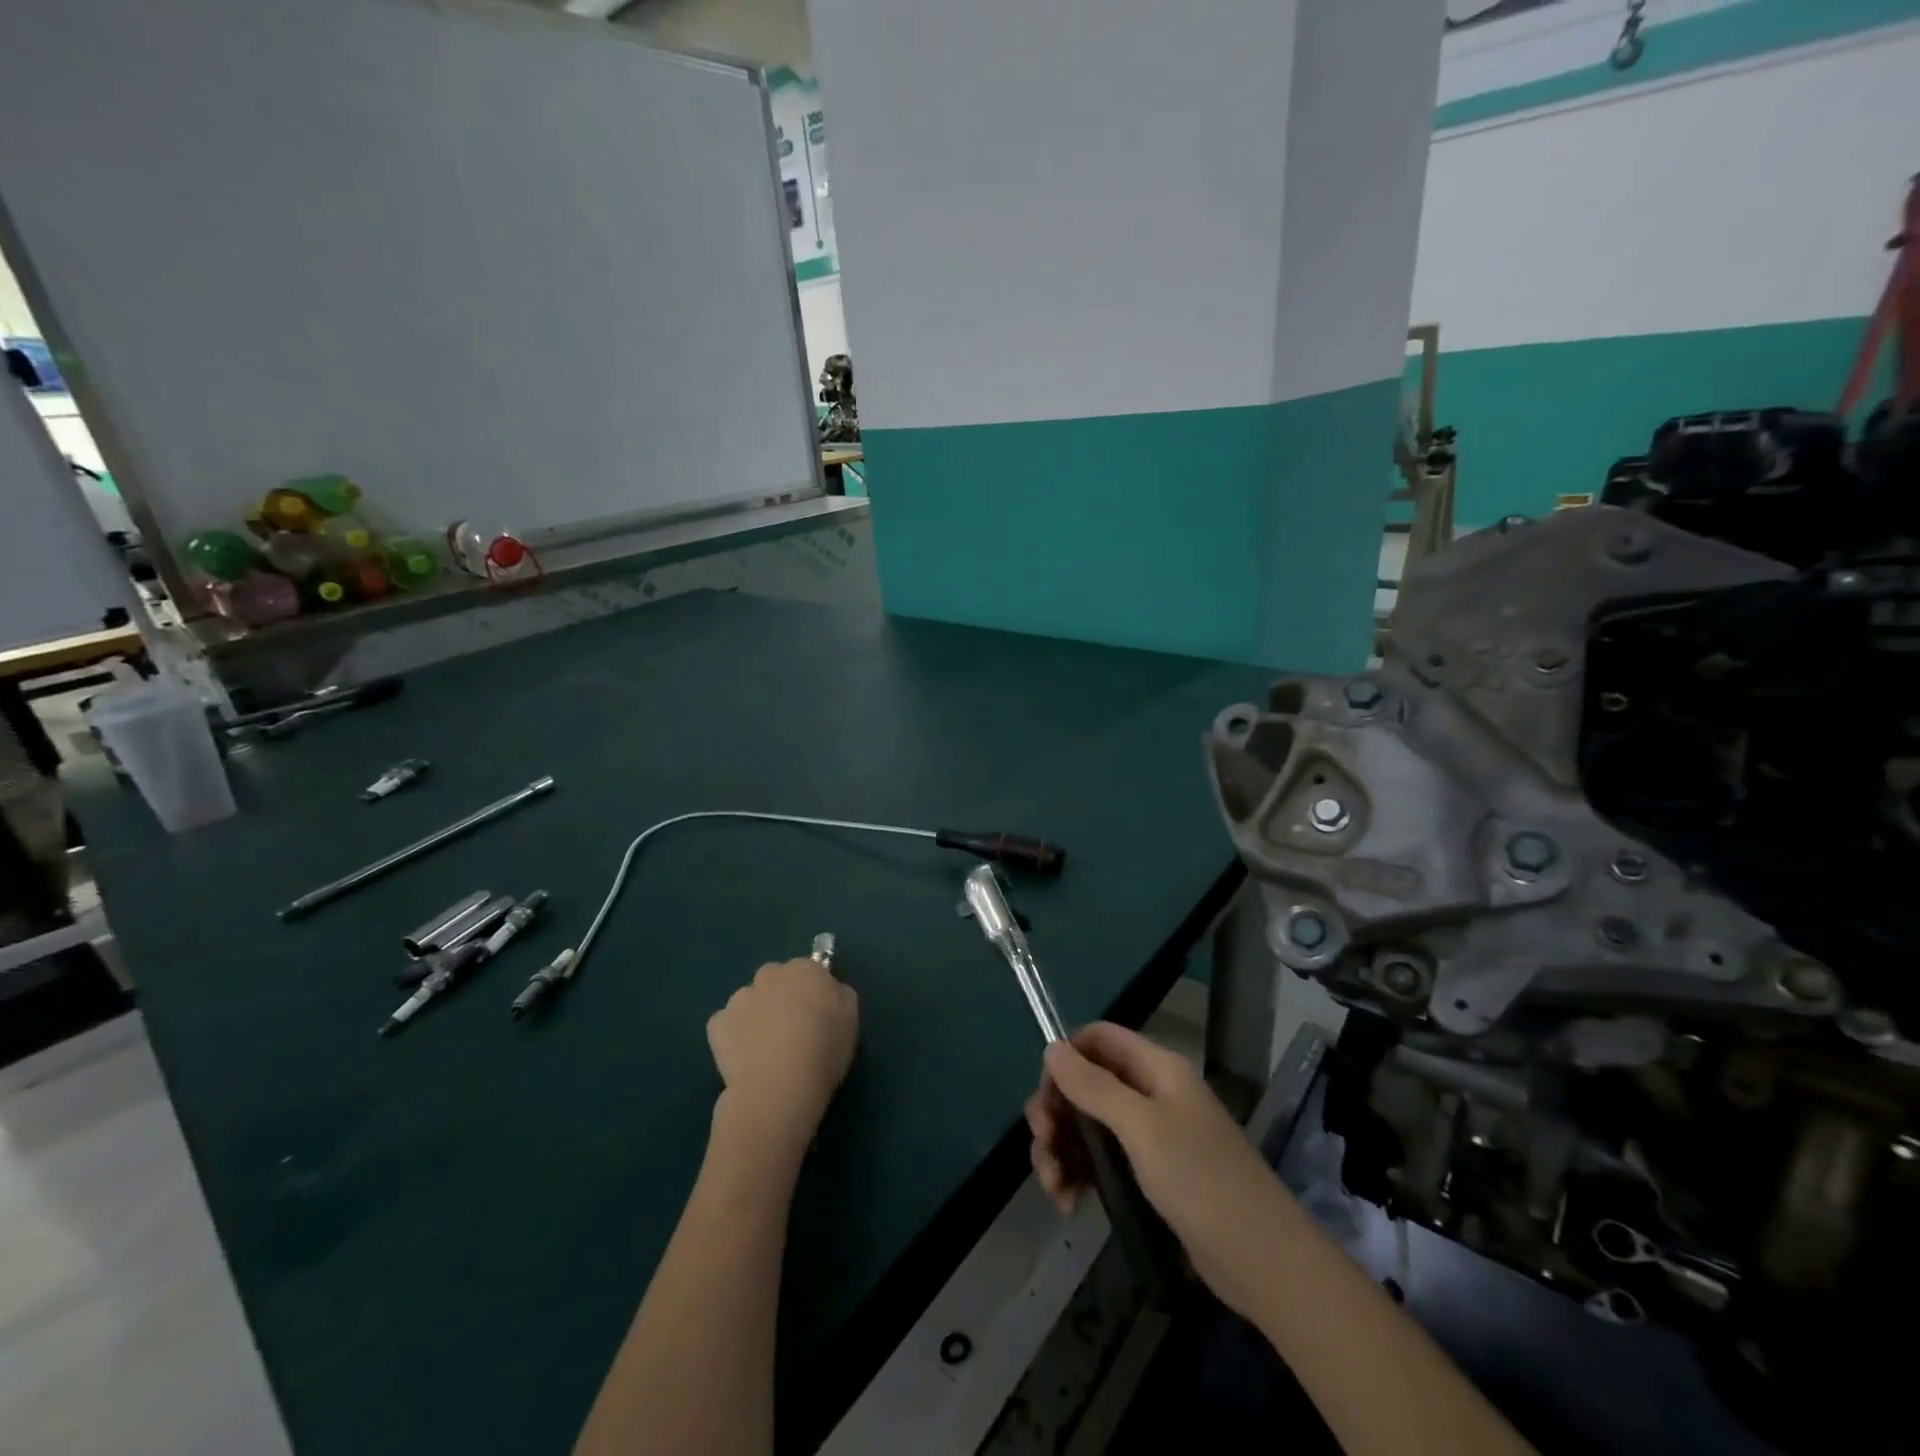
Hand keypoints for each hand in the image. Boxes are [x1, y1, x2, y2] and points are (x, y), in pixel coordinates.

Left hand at [706, 957, 858, 1154]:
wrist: (779, 1086)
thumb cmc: (823, 1051)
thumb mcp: (851, 1020)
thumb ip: (839, 996)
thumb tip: (828, 991)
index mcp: (805, 970)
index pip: (809, 970)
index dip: (812, 992)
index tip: (816, 1014)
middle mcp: (770, 975)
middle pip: (775, 980)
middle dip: (780, 997)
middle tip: (791, 1029)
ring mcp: (739, 998)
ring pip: (749, 1001)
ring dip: (756, 1015)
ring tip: (765, 1049)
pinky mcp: (717, 1024)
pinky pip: (727, 1025)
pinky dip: (733, 1036)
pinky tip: (745, 1058)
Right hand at [1025, 1022, 1294, 1320]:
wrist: (1261, 1261)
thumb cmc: (1201, 1180)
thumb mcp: (1142, 1127)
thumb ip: (1094, 1086)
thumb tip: (1052, 1046)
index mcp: (1156, 1068)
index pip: (1099, 1039)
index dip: (1066, 1056)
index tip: (1045, 1094)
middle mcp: (1151, 1093)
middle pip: (1087, 1083)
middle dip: (1056, 1111)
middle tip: (1043, 1144)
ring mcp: (1150, 1135)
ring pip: (1088, 1125)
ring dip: (1062, 1149)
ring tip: (1053, 1187)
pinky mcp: (1149, 1174)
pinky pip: (1101, 1159)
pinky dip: (1079, 1175)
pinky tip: (1068, 1203)